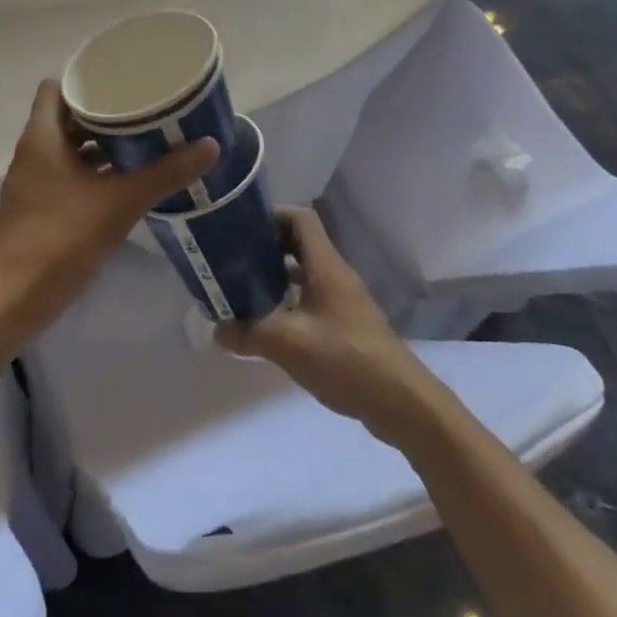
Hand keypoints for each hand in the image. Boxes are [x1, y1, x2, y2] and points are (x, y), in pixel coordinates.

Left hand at [0, 80, 217, 351]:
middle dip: (103, 113)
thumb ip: (165, 173)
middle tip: (143, 110)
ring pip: (68, 149)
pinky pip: (66, 174)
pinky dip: (92, 171)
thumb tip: (210, 145)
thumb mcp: (121, 202)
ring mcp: (32, 182)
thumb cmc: (62, 239)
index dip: (85, 81)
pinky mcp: (37, 208)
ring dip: (99, 144)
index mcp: (42, 138)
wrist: (13, 300)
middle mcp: (32, 153)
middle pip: (66, 117)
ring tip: (141, 142)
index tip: (121, 81)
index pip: (56, 88)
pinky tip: (124, 181)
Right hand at [215, 206, 444, 444]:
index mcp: (326, 266)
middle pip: (301, 243)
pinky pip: (314, 297)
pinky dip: (291, 300)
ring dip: (278, 274)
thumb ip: (249, 333)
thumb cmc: (345, 359)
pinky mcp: (348, 324)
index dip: (271, 215)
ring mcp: (345, 300)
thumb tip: (216, 330)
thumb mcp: (288, 344)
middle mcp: (336, 275)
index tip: (241, 227)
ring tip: (245, 288)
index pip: (300, 218)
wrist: (400, 401)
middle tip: (235, 258)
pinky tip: (273, 323)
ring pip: (307, 272)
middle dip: (268, 245)